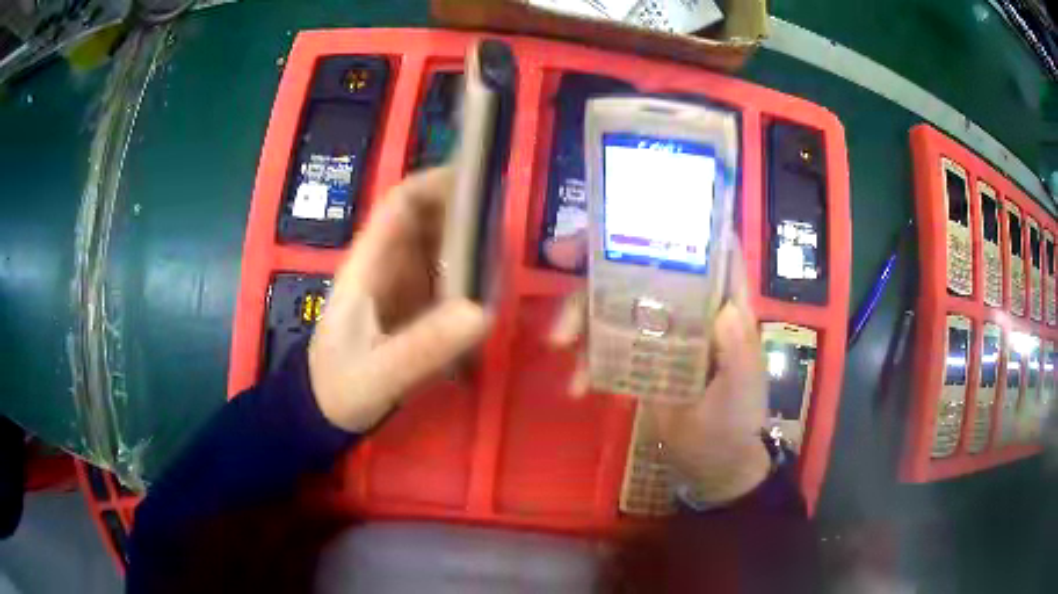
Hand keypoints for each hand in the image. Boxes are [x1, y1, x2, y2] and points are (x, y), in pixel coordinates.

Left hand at [309, 167, 490, 432]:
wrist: (324, 412)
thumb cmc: (340, 387)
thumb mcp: (378, 374)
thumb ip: (423, 347)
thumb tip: (483, 312)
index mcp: (368, 264)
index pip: (401, 203)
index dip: (438, 182)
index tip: (482, 181)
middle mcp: (387, 264)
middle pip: (428, 218)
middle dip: (466, 213)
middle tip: (509, 228)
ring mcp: (401, 285)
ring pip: (440, 246)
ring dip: (472, 245)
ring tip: (508, 260)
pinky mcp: (414, 306)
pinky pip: (446, 277)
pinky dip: (470, 276)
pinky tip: (493, 291)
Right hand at [547, 232, 770, 503]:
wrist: (712, 463)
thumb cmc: (738, 420)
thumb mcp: (744, 388)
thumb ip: (739, 351)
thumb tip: (725, 309)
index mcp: (720, 302)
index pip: (703, 247)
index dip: (672, 223)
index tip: (630, 216)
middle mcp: (687, 307)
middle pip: (642, 265)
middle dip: (600, 257)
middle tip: (558, 255)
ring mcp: (657, 331)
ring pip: (613, 301)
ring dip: (580, 313)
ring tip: (557, 342)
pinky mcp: (637, 358)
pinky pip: (603, 344)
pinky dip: (584, 358)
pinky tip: (575, 383)